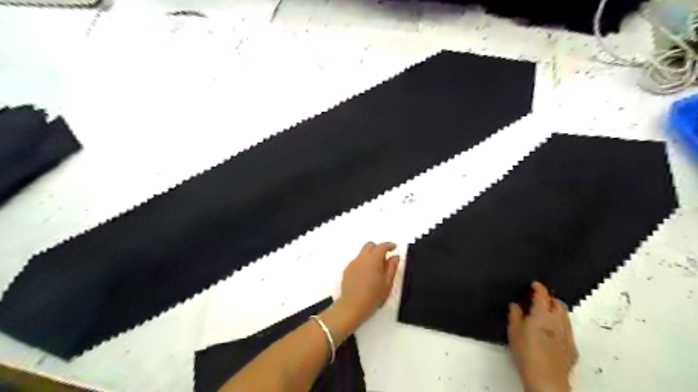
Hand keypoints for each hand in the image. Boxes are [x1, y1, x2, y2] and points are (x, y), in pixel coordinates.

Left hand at [337, 242, 397, 323]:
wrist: (352, 307)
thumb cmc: (373, 296)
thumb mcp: (387, 283)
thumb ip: (392, 267)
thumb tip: (395, 257)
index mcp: (373, 260)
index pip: (382, 246)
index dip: (389, 245)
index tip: (394, 247)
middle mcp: (361, 258)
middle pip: (370, 245)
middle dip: (378, 248)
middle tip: (385, 258)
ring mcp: (352, 264)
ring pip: (363, 253)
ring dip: (370, 256)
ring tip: (376, 270)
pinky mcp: (347, 270)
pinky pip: (357, 261)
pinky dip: (363, 263)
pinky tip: (366, 276)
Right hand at [508, 282, 578, 391]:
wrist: (546, 378)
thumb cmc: (525, 352)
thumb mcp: (513, 331)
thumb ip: (515, 315)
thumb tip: (515, 305)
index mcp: (542, 314)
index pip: (543, 295)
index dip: (539, 287)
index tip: (534, 284)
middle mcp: (558, 321)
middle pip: (558, 304)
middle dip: (550, 299)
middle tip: (539, 300)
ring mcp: (568, 335)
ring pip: (565, 316)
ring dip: (557, 311)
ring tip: (545, 315)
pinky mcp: (572, 348)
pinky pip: (568, 330)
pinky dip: (560, 325)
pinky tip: (552, 333)